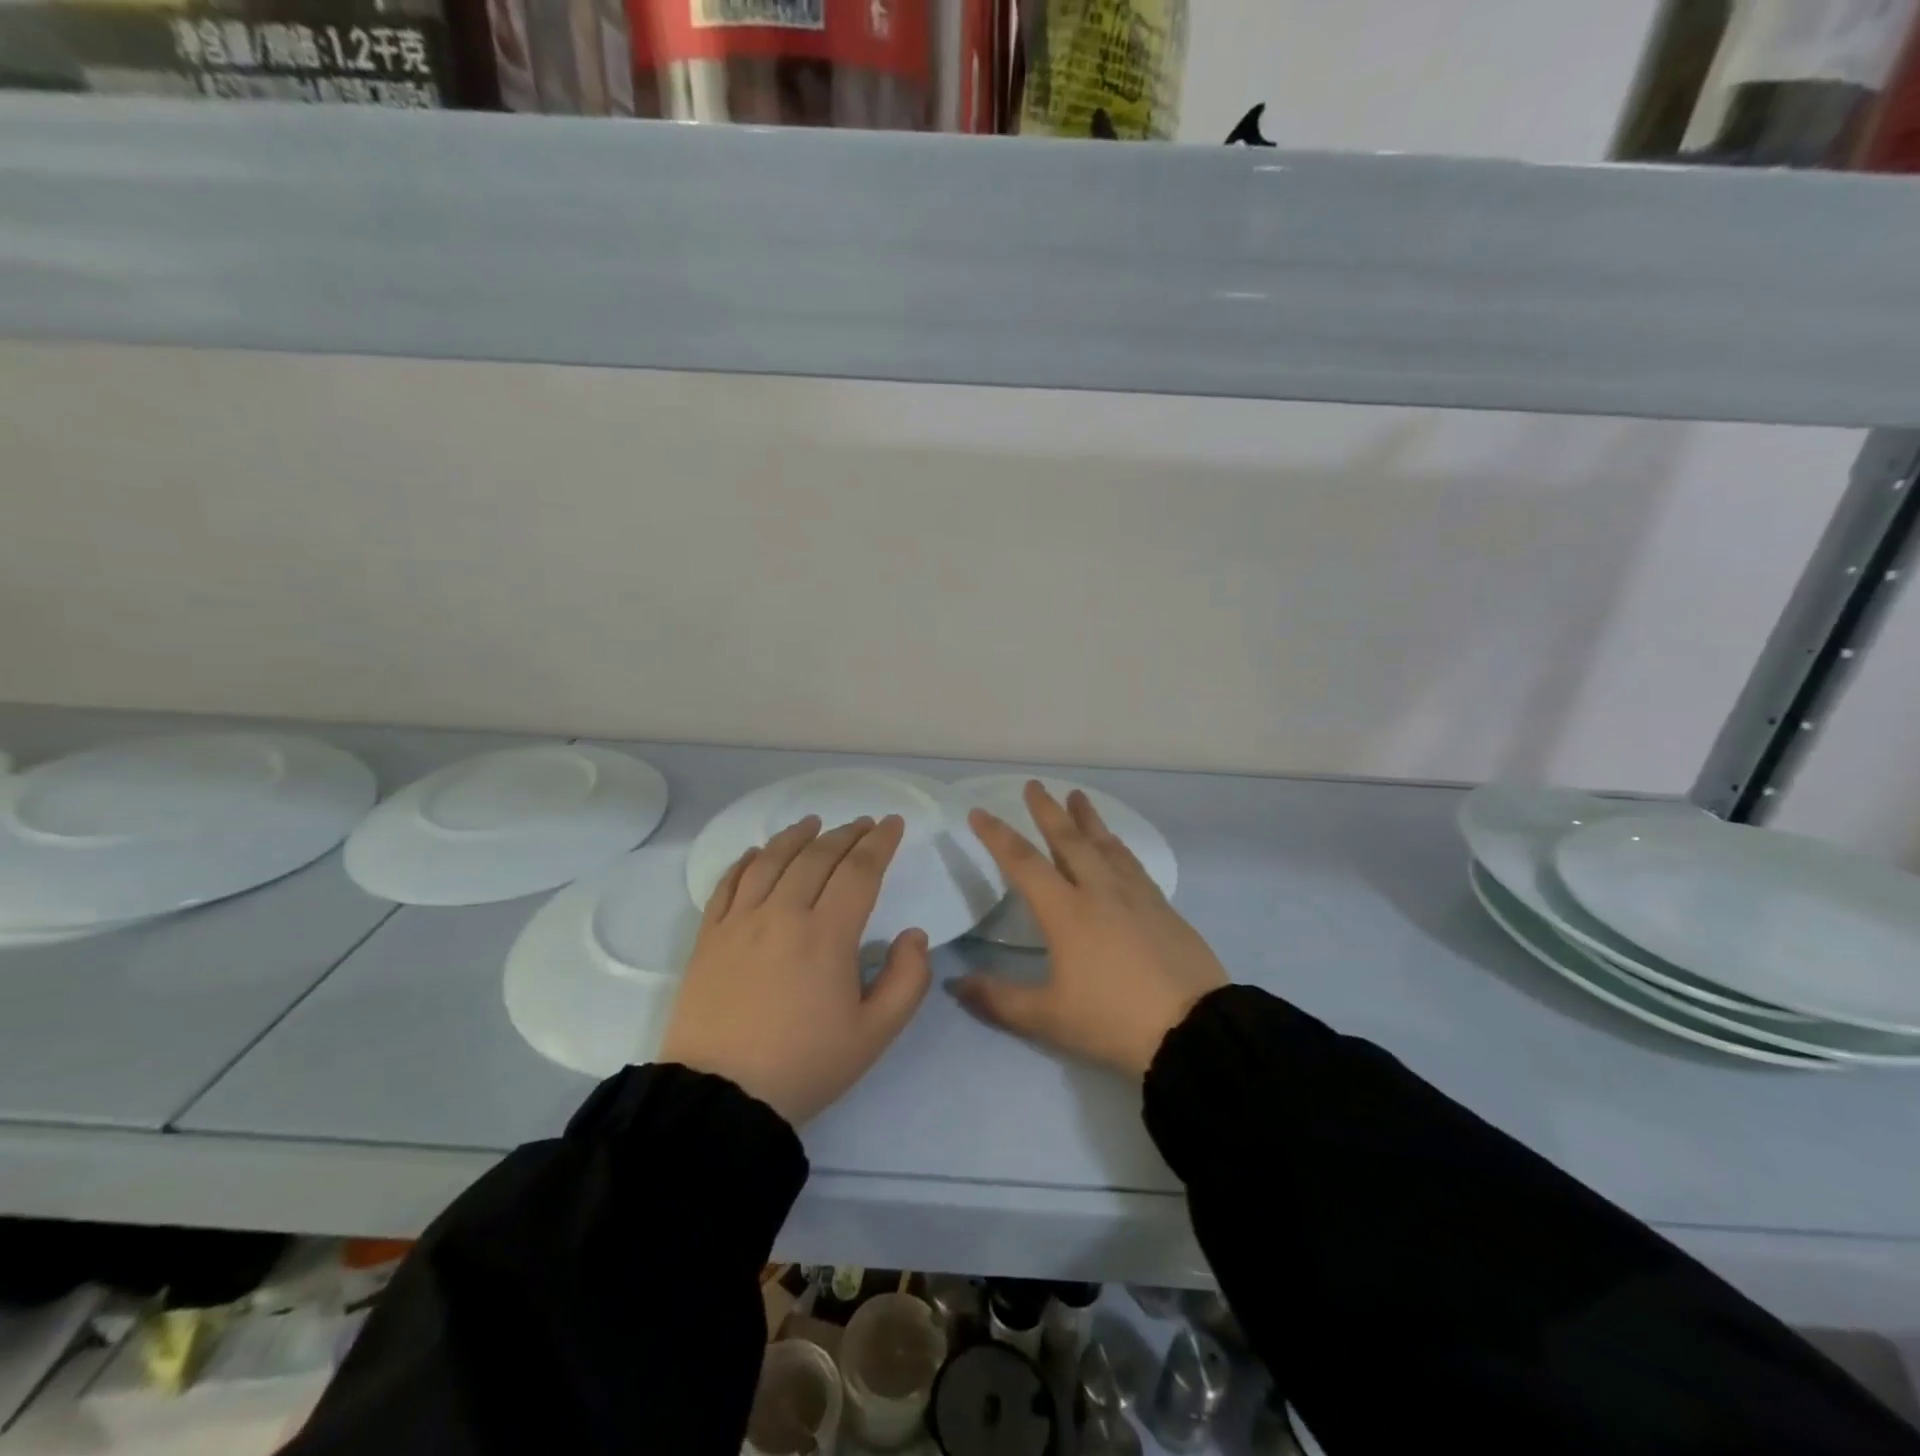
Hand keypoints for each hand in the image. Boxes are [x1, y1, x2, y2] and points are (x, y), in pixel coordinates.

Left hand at [660, 814, 932, 1126]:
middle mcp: (782, 914)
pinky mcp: (709, 937)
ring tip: (813, 823)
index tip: (893, 824)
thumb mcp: (874, 1034)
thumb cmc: (805, 1065)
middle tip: (863, 823)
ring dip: (797, 836)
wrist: (719, 1099)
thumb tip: (913, 935)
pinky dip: (746, 860)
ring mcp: (740, 922)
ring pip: (771, 860)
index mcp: (827, 934)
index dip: (880, 843)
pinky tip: (758, 852)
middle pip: (817, 857)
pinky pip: (728, 883)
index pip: (859, 871)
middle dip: (846, 834)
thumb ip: (907, 980)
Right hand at [956, 783, 1226, 1076]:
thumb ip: (998, 998)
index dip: (997, 836)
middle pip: (1068, 840)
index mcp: (1066, 912)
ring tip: (1077, 796)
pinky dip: (1118, 846)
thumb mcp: (1048, 1018)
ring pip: (1105, 844)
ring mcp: (1135, 896)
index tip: (980, 812)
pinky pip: (1132, 863)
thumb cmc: (1112, 1021)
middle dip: (1047, 811)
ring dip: (1087, 818)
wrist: (1192, 1029)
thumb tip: (955, 984)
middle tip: (1034, 785)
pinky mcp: (1162, 907)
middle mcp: (1099, 891)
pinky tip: (1117, 844)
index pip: (1023, 863)